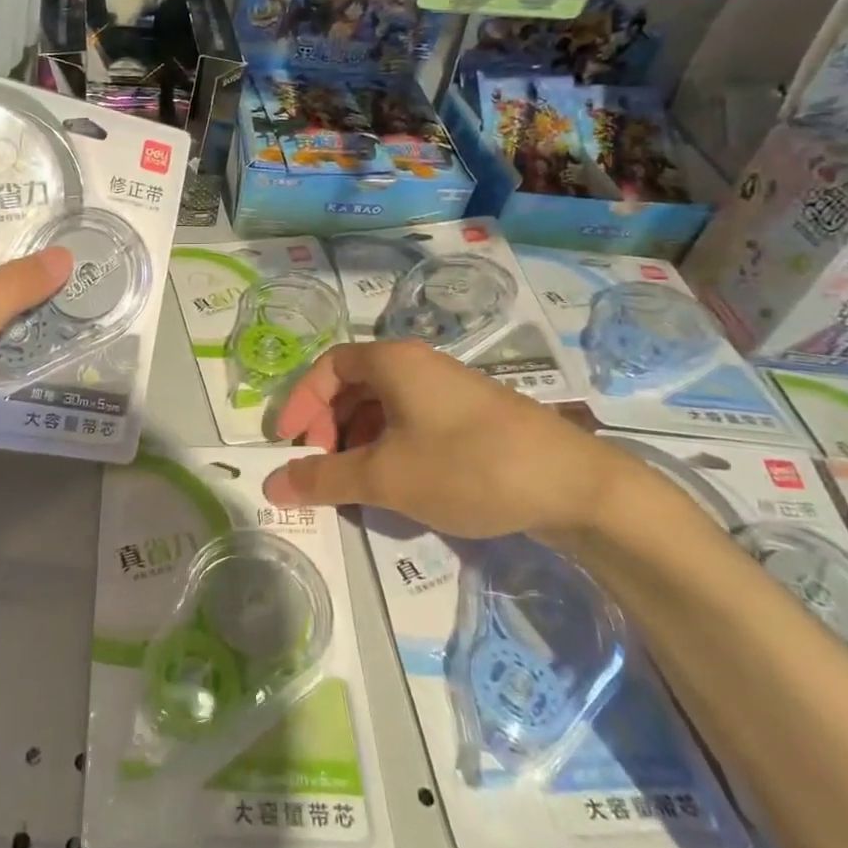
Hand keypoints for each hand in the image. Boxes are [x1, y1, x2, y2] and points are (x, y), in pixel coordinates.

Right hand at [267, 341, 637, 540]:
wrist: (575, 486)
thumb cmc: (467, 466)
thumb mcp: (385, 477)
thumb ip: (324, 478)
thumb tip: (272, 484)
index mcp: (393, 362)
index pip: (328, 367)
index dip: (301, 402)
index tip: (288, 443)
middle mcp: (419, 365)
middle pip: (354, 386)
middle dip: (328, 426)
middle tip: (321, 467)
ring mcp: (449, 390)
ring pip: (384, 407)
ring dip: (358, 441)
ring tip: (355, 484)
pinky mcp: (472, 418)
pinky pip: (412, 423)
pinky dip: (390, 448)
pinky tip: (396, 485)